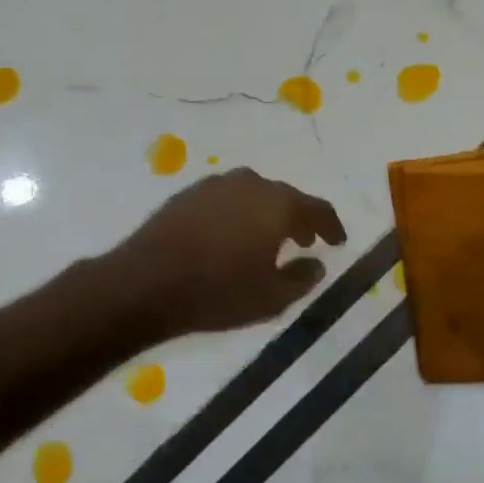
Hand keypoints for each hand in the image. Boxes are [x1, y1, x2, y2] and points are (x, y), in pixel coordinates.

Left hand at [105, 169, 347, 338]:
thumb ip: (302, 279)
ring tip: (267, 240)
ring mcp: (215, 185)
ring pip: (253, 195)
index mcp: (278, 204)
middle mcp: (250, 184)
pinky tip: (230, 237)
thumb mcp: (271, 298)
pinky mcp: (188, 193)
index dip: (331, 226)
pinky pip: (225, 200)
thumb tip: (316, 263)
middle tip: (304, 241)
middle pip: (284, 197)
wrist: (146, 282)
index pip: (317, 208)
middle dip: (298, 219)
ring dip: (266, 214)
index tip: (337, 241)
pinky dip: (237, 214)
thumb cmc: (218, 292)